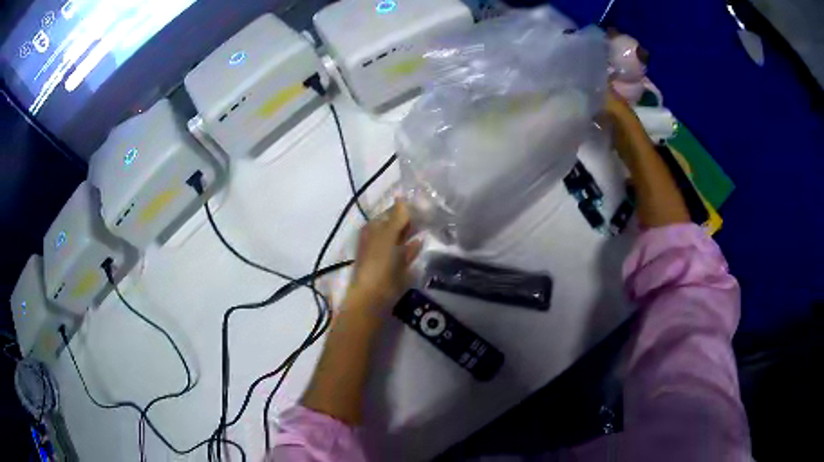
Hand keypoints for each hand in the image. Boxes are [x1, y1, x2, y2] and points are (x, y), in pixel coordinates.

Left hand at [345, 201, 422, 311]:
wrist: (374, 298)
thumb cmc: (378, 263)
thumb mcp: (387, 236)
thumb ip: (397, 217)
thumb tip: (402, 197)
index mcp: (371, 230)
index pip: (389, 213)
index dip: (404, 208)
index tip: (423, 203)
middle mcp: (376, 240)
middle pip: (394, 226)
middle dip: (409, 221)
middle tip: (430, 213)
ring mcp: (384, 256)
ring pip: (399, 240)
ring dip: (411, 234)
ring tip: (429, 226)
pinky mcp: (392, 270)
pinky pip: (403, 255)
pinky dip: (411, 249)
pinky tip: (422, 243)